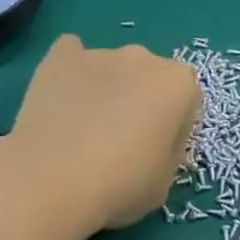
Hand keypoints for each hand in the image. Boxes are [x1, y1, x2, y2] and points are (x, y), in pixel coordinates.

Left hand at [4, 34, 202, 231]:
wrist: (53, 181)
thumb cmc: (121, 186)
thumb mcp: (164, 183)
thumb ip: (168, 151)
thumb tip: (155, 141)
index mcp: (178, 84)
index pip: (186, 101)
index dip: (173, 128)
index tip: (155, 153)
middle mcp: (143, 58)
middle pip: (149, 77)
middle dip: (141, 101)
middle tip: (120, 142)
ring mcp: (100, 54)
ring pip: (112, 67)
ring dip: (106, 88)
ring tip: (82, 130)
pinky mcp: (59, 57)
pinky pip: (71, 53)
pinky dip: (70, 70)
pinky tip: (62, 98)